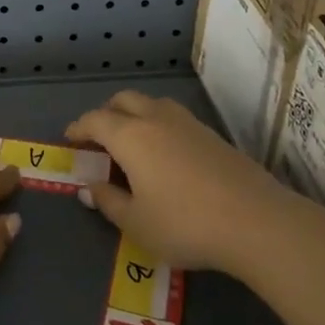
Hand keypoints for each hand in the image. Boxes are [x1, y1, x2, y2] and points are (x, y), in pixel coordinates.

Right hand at [67, 89, 301, 274]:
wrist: (255, 220)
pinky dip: (158, 125)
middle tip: (99, 139)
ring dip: (134, 114)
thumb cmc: (185, 224)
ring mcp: (187, 122)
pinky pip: (173, 117)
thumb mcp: (137, 224)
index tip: (69, 140)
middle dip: (106, 113)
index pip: (95, 120)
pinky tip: (165, 153)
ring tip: (132, 142)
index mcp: (130, 136)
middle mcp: (155, 118)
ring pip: (151, 103)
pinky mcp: (211, 134)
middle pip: (123, 101)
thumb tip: (90, 187)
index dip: (78, 128)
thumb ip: (109, 202)